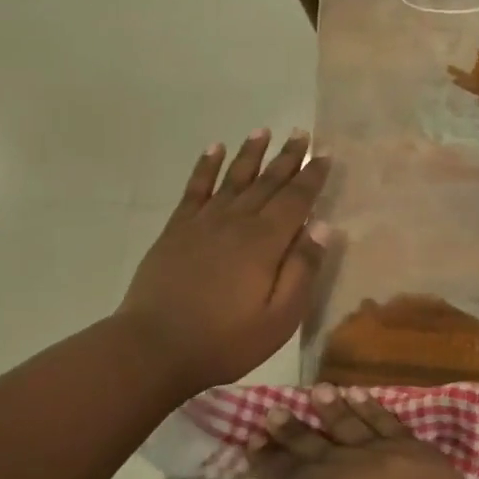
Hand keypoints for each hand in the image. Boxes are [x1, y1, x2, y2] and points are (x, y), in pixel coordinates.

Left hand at [117, 130, 330, 395]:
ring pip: (233, 178)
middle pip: (267, 182)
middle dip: (287, 158)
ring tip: (263, 131)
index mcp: (265, 242)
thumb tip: (323, 226)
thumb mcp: (279, 317)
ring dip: (250, 153)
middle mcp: (236, 221)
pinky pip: (195, 188)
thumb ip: (303, 269)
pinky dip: (205, 166)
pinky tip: (214, 149)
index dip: (312, 176)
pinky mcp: (177, 229)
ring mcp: (203, 222)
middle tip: (300, 133)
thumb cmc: (225, 340)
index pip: (296, 199)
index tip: (324, 153)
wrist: (154, 347)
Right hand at [254, 386, 478, 478]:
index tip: (251, 447)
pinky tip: (359, 396)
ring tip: (315, 392)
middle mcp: (361, 464)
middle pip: (318, 443)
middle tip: (271, 413)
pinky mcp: (426, 453)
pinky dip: (374, 408)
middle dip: (292, 430)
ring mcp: (397, 453)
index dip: (268, 463)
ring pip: (356, 423)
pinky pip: (393, 423)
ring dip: (332, 408)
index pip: (290, 474)